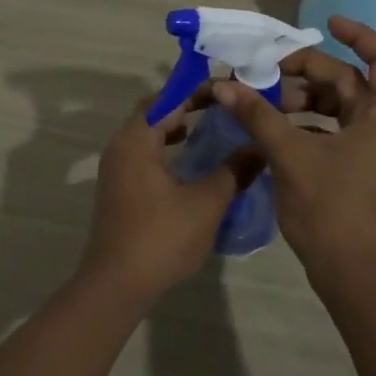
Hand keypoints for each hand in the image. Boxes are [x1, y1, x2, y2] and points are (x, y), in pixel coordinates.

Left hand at [77, 97, 258, 308]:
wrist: (116, 286)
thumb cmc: (161, 238)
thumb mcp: (206, 203)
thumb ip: (233, 171)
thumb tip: (259, 148)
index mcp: (136, 140)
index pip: (167, 98)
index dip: (197, 90)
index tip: (227, 89)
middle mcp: (120, 147)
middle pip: (155, 112)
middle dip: (188, 105)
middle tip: (223, 106)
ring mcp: (116, 169)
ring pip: (148, 133)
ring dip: (176, 127)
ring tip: (210, 127)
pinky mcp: (118, 189)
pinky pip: (144, 153)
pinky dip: (166, 147)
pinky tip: (190, 161)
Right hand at [212, 16, 375, 298]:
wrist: (354, 276)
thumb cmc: (332, 209)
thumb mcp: (291, 156)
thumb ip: (259, 115)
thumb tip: (224, 85)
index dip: (358, 35)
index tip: (325, 23)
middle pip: (349, 81)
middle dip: (308, 73)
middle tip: (266, 71)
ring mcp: (373, 149)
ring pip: (338, 107)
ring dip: (303, 99)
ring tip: (264, 101)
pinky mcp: (358, 168)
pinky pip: (333, 130)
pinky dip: (306, 123)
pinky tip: (273, 128)